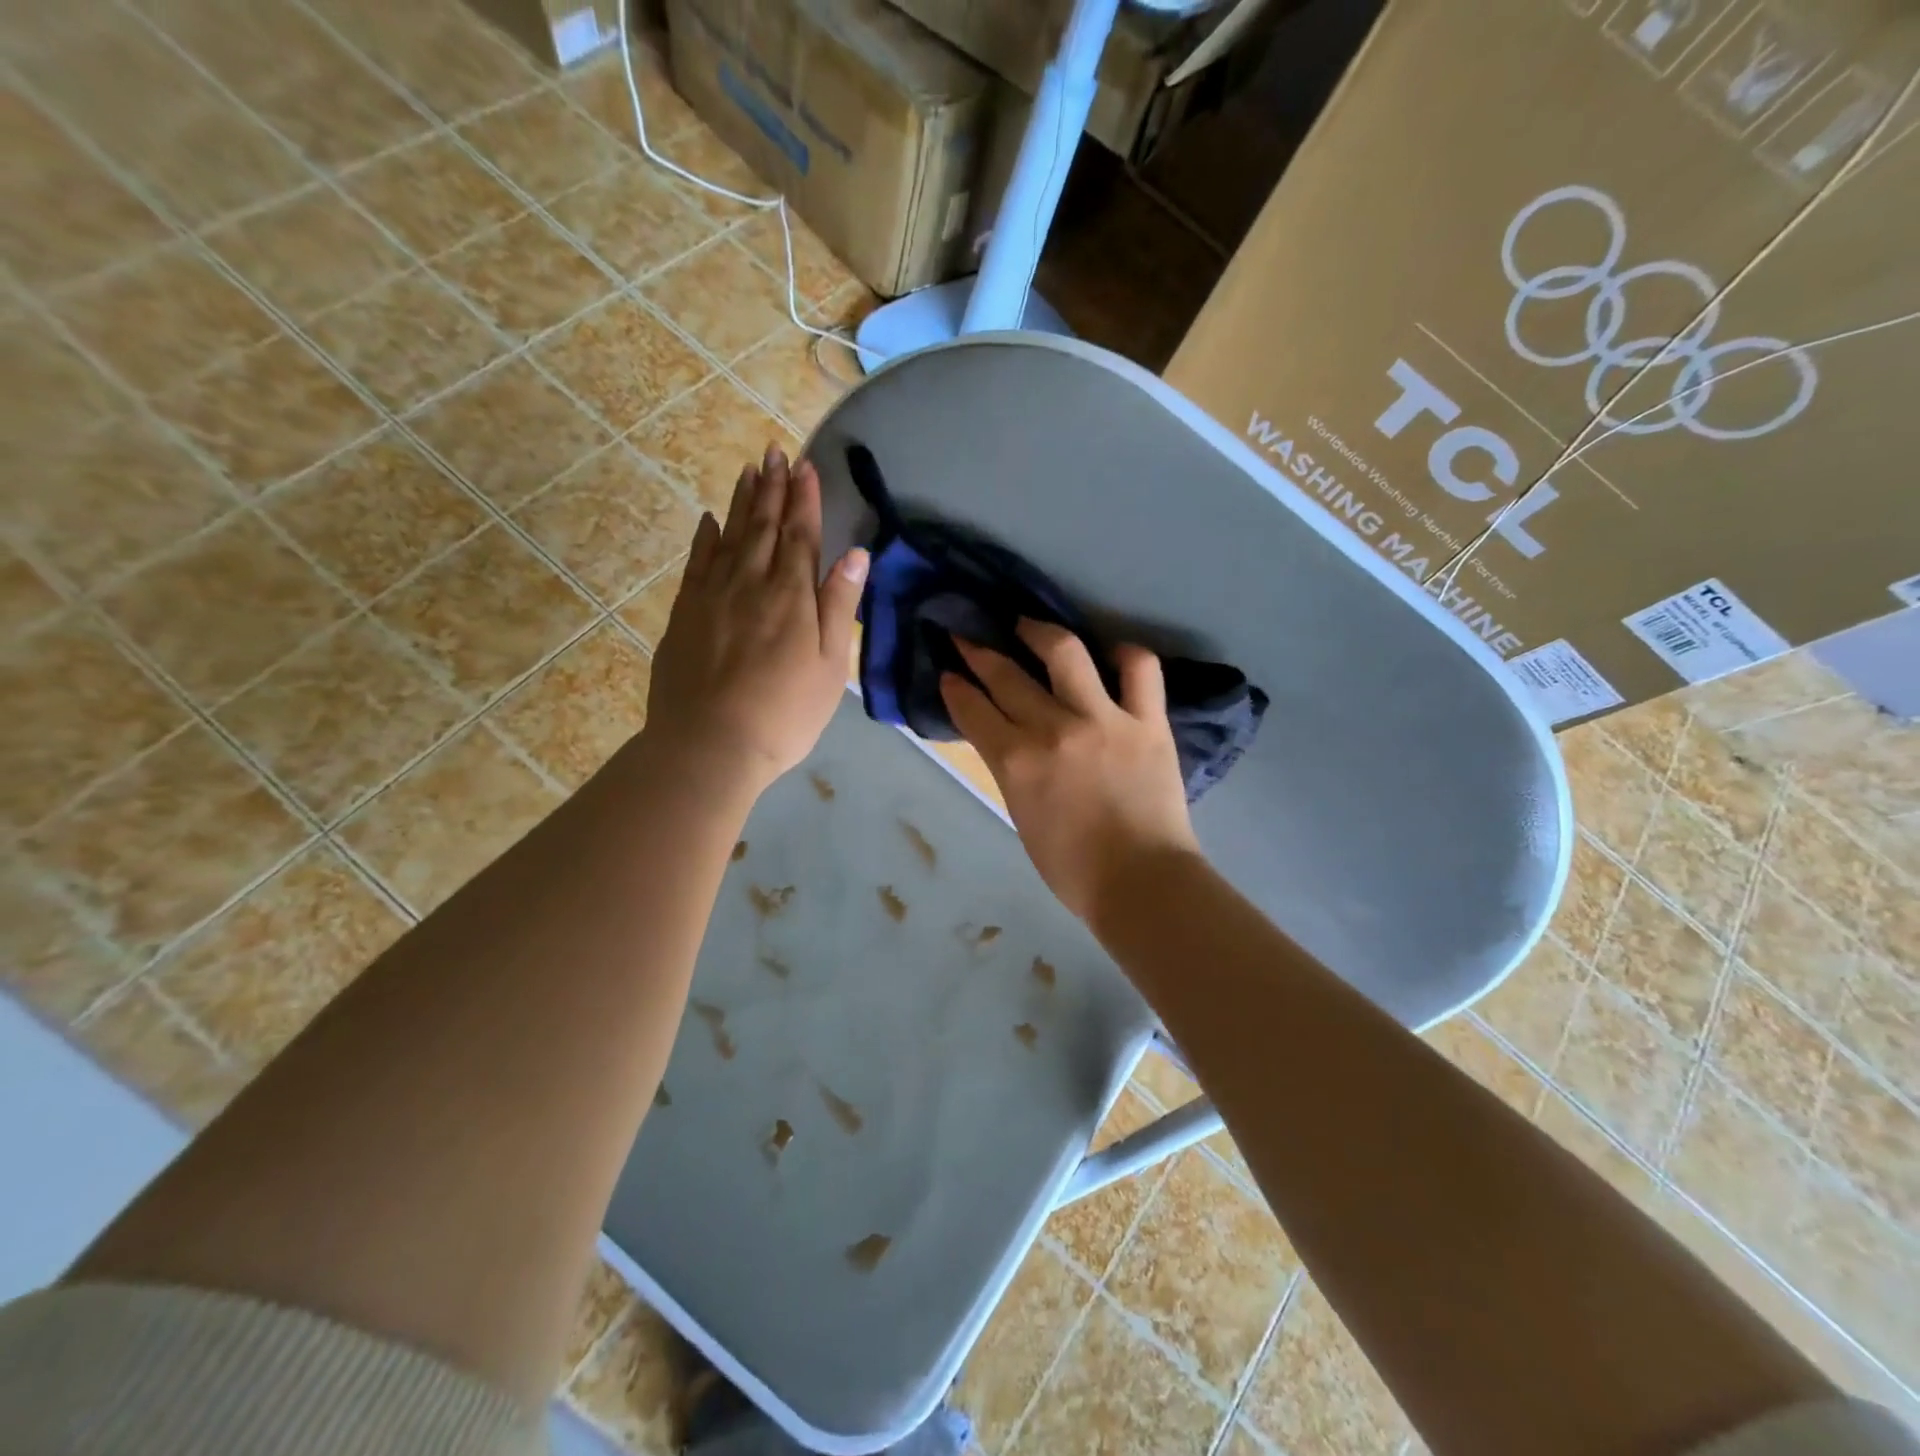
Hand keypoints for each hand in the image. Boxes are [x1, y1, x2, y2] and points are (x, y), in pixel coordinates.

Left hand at [644, 447, 866, 800]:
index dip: (804, 499)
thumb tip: (855, 553)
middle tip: (775, 452)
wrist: (709, 745)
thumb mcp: (829, 665)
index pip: (800, 535)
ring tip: (749, 470)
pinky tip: (709, 520)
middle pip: (763, 526)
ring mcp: (712, 596)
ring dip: (741, 502)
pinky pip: (696, 562)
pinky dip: (704, 537)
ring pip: (729, 536)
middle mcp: (750, 583)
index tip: (805, 465)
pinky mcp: (684, 614)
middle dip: (772, 488)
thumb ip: (839, 606)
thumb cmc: (784, 713)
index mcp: (791, 595)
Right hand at [940, 621, 1198, 922]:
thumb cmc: (1072, 866)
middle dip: (978, 651)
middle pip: (1006, 675)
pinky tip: (1112, 654)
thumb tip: (1004, 737)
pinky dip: (1126, 654)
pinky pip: (1140, 669)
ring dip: (1041, 631)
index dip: (955, 686)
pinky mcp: (1147, 720)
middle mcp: (1053, 728)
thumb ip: (1010, 768)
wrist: (1140, 882)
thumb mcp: (1021, 814)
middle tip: (968, 637)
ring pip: (1066, 652)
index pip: (973, 709)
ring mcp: (1103, 718)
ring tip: (1030, 626)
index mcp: (1016, 761)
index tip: (948, 672)